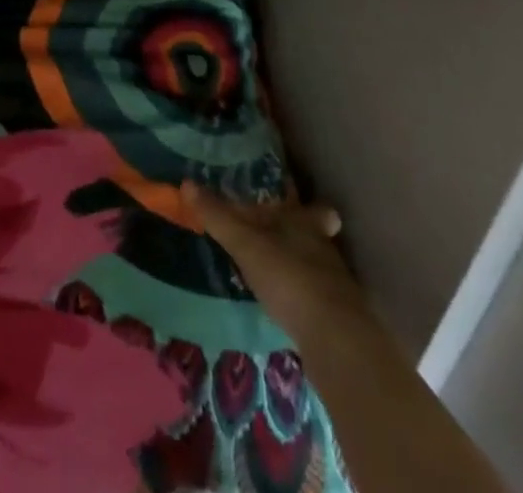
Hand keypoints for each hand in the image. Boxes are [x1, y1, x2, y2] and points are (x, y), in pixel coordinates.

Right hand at [181, 181, 364, 343]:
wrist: (335, 340)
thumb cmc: (288, 276)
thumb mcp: (244, 243)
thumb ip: (217, 216)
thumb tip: (186, 183)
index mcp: (306, 224)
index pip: (312, 209)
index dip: (306, 209)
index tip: (294, 207)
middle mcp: (324, 249)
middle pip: (313, 236)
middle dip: (296, 236)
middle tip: (273, 239)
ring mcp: (335, 286)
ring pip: (315, 266)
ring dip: (297, 267)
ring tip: (272, 272)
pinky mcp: (336, 319)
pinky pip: (314, 297)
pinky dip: (300, 297)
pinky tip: (283, 305)